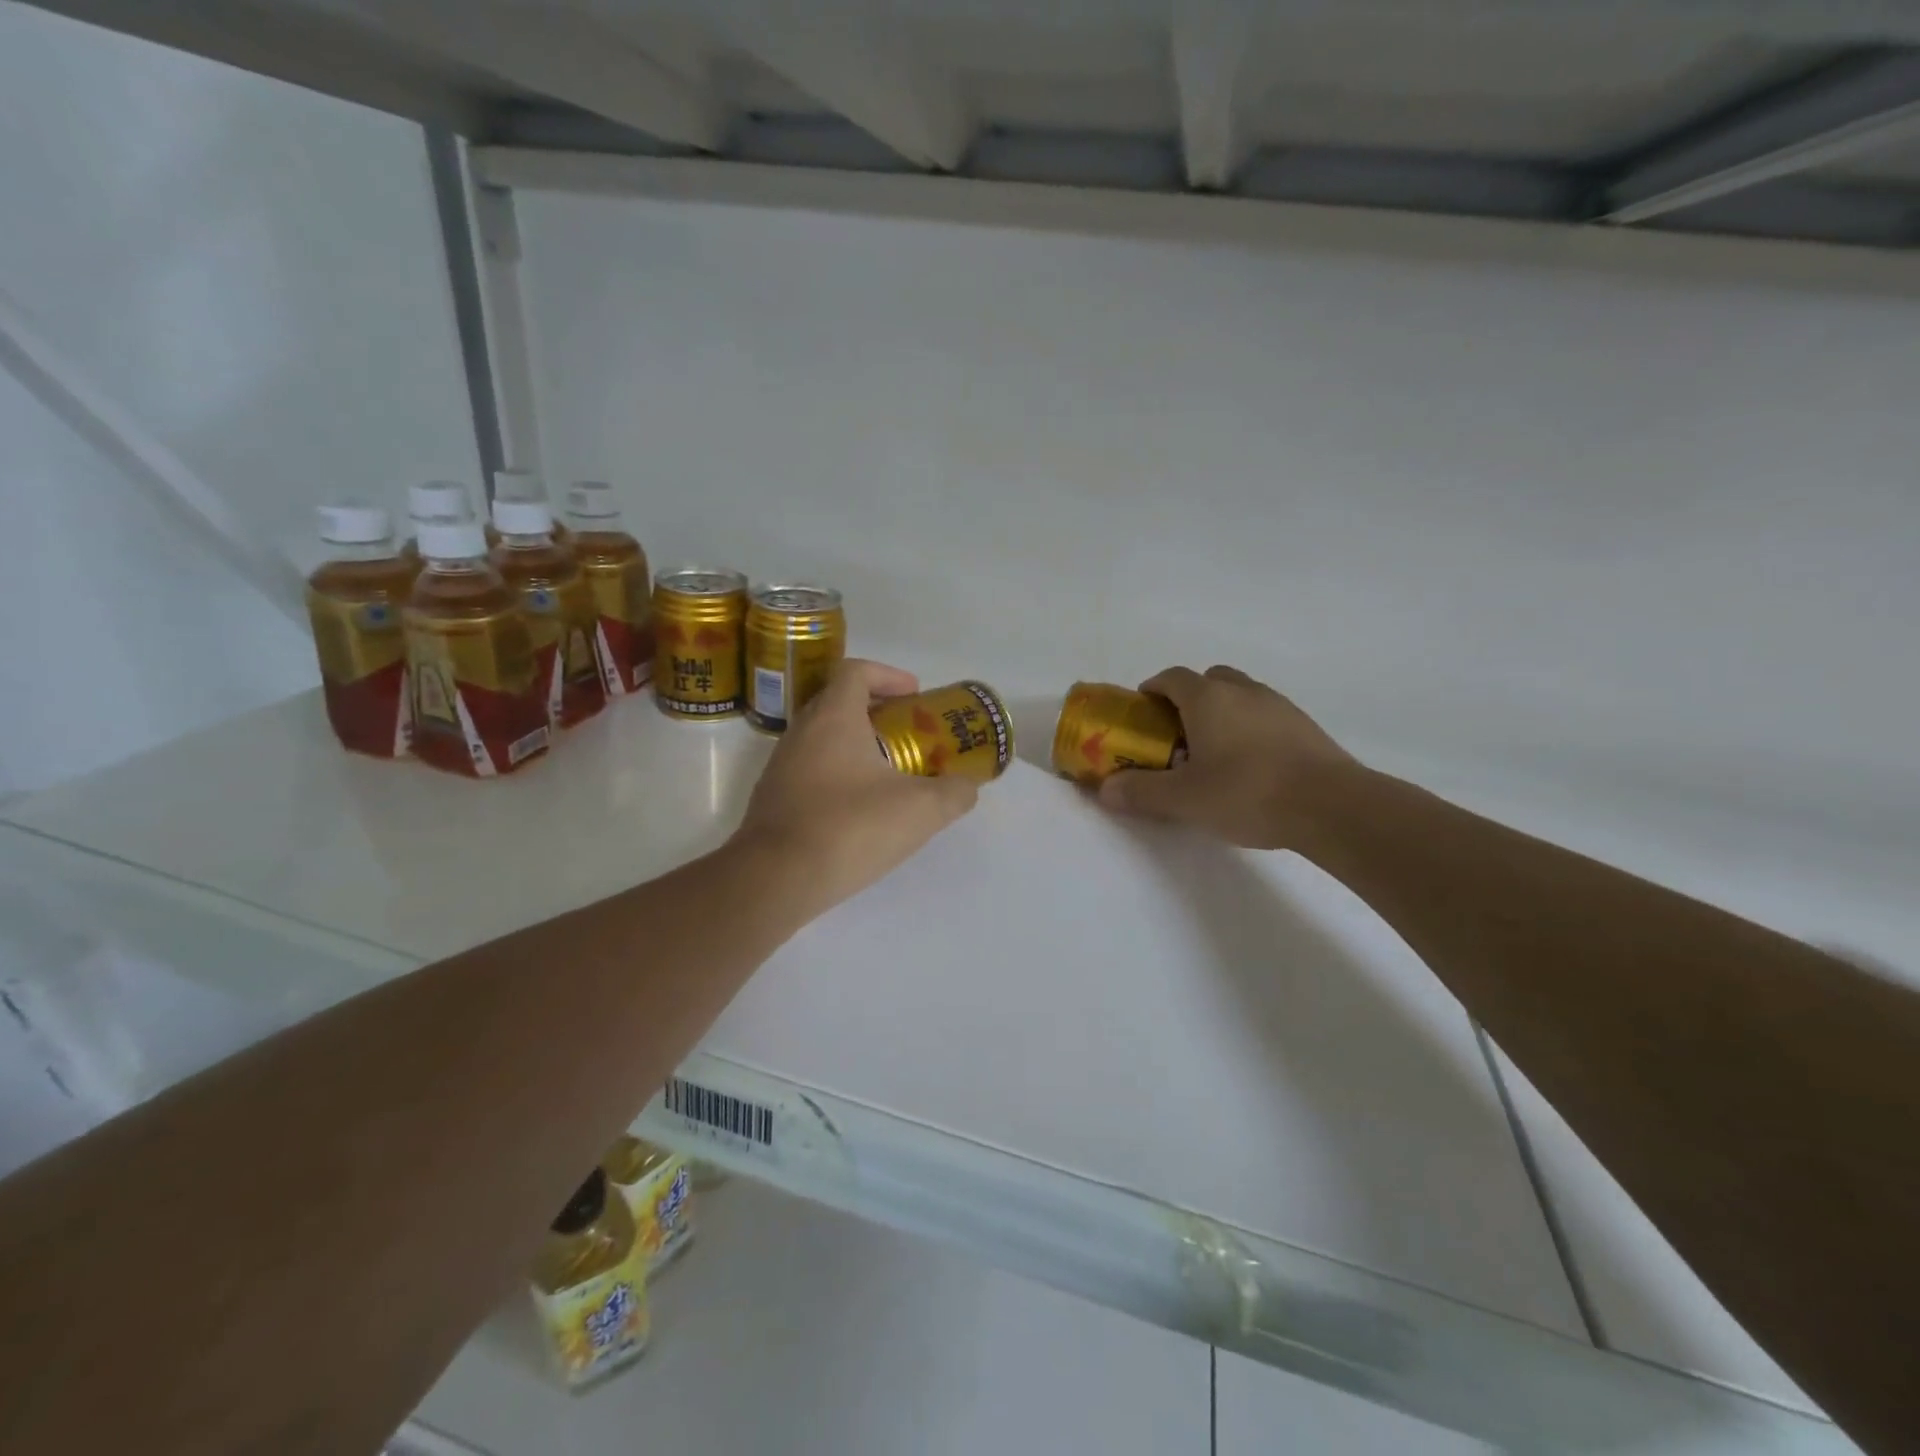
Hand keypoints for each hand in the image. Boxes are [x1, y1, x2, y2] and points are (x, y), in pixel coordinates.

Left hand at [731, 659, 978, 918]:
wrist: (775, 880)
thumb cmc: (850, 828)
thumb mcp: (920, 810)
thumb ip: (954, 793)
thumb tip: (966, 787)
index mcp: (833, 717)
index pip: (856, 671)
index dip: (889, 675)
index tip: (915, 696)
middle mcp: (802, 731)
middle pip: (840, 702)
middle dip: (878, 712)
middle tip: (910, 735)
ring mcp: (782, 766)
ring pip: (824, 739)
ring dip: (858, 746)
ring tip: (891, 775)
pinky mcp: (774, 798)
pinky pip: (811, 770)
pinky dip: (839, 775)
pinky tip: (861, 810)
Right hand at [1098, 665, 1360, 850]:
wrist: (1331, 805)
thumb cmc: (1247, 792)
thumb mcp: (1184, 799)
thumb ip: (1141, 792)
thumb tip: (1105, 790)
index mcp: (1207, 698)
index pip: (1171, 677)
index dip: (1152, 690)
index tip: (1142, 713)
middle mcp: (1242, 690)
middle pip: (1208, 679)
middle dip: (1188, 699)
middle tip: (1177, 733)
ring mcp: (1278, 705)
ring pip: (1239, 695)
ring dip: (1222, 713)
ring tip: (1214, 753)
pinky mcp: (1304, 726)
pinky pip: (1265, 716)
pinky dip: (1250, 728)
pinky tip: (1251, 766)